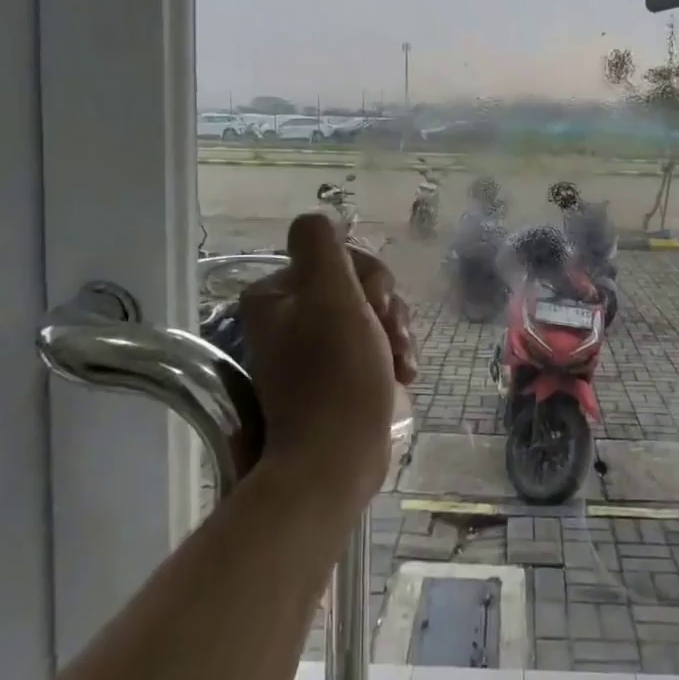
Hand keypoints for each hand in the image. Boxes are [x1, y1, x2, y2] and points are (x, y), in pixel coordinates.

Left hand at [240, 214, 417, 507]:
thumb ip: (322, 246)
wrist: (335, 461)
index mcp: (276, 294)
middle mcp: (287, 318)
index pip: (339, 258)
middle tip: (393, 340)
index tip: (376, 310)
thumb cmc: (336, 375)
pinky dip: (389, 356)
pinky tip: (402, 377)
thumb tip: (319, 218)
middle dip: (385, 310)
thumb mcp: (330, 296)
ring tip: (401, 365)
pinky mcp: (331, 377)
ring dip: (393, 334)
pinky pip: (369, 346)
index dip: (370, 280)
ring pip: (370, 316)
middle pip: (357, 287)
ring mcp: (309, 350)